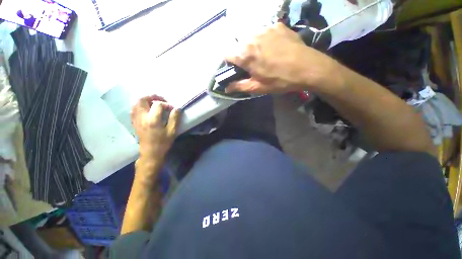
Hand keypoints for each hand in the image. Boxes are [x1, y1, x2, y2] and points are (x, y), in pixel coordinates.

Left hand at [130, 95, 180, 159]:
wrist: (150, 153)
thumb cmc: (163, 143)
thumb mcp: (172, 131)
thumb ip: (175, 118)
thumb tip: (177, 108)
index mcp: (152, 120)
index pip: (158, 105)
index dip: (166, 104)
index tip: (172, 109)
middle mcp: (142, 117)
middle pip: (142, 100)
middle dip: (152, 97)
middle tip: (161, 99)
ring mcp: (136, 120)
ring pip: (136, 103)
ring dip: (145, 100)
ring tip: (154, 103)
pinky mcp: (134, 122)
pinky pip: (133, 109)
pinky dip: (140, 106)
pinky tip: (146, 109)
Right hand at [225, 23, 337, 93]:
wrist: (308, 68)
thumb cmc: (280, 80)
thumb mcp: (258, 87)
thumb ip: (239, 86)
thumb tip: (226, 88)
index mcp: (245, 54)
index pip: (226, 53)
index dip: (229, 62)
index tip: (235, 68)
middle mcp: (252, 37)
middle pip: (238, 45)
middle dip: (241, 55)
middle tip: (252, 65)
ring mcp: (265, 29)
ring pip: (251, 37)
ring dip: (253, 47)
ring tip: (264, 56)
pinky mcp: (277, 26)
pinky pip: (264, 32)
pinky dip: (265, 40)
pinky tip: (274, 48)